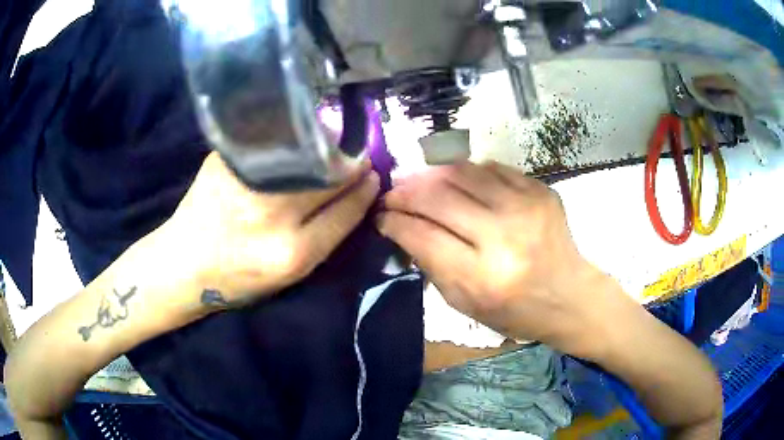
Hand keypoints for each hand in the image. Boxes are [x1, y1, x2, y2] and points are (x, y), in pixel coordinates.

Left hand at [158, 152, 379, 306]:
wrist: (182, 266)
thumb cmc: (237, 280)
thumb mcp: (287, 276)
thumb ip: (321, 238)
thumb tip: (351, 193)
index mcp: (293, 254)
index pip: (346, 211)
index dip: (364, 190)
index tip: (372, 176)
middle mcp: (272, 215)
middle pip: (330, 176)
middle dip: (350, 164)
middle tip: (355, 157)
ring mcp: (247, 183)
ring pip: (306, 152)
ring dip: (325, 146)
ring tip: (329, 147)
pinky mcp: (226, 162)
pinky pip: (273, 142)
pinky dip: (293, 138)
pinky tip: (296, 140)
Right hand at [378, 161, 616, 356]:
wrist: (569, 295)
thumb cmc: (515, 311)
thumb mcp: (465, 304)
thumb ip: (431, 265)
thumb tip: (403, 227)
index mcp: (481, 277)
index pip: (422, 235)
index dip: (394, 221)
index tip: (381, 215)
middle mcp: (503, 237)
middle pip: (438, 197)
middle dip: (406, 192)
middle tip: (393, 193)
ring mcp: (526, 207)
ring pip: (462, 173)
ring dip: (432, 175)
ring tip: (419, 181)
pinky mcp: (540, 190)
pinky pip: (492, 168)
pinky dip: (467, 172)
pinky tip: (458, 182)